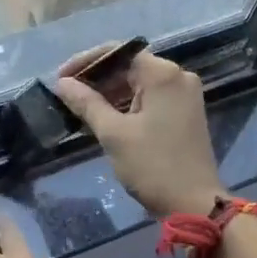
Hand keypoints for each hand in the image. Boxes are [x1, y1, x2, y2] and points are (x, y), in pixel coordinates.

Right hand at [52, 46, 226, 219]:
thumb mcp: (114, 134)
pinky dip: (128, 103)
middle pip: (129, 65)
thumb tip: (62, 82)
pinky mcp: (186, 112)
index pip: (117, 52)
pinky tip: (106, 116)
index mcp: (162, 74)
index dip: (86, 61)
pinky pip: (151, 97)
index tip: (61, 78)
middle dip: (97, 78)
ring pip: (140, 82)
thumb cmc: (153, 166)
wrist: (195, 205)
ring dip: (111, 92)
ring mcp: (185, 94)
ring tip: (81, 106)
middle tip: (68, 94)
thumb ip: (87, 103)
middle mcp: (178, 76)